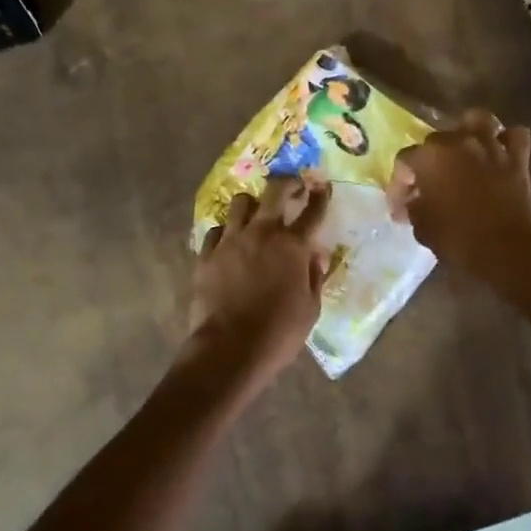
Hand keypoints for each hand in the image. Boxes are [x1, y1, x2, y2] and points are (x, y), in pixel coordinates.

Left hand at [190, 175, 330, 385]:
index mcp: (292, 246)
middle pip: (274, 192)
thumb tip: (315, 257)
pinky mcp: (207, 254)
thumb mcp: (310, 308)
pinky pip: (216, 230)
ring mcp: (231, 241)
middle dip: (286, 183)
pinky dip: (226, 232)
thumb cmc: (279, 332)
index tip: (323, 187)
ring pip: (240, 203)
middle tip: (291, 185)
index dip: (321, 196)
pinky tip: (229, 241)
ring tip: (255, 212)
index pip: (312, 211)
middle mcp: (262, 233)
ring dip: (252, 204)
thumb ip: (314, 277)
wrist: (230, 348)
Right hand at [390, 109, 530, 286]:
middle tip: (428, 187)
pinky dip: (507, 141)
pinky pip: (515, 137)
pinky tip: (499, 153)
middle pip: (436, 139)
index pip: (404, 161)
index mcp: (429, 157)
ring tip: (464, 150)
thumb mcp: (422, 226)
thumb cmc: (458, 239)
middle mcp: (458, 142)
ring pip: (478, 120)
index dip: (399, 184)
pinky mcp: (518, 160)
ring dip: (469, 131)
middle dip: (429, 161)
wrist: (507, 252)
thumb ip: (413, 207)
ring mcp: (490, 147)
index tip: (400, 208)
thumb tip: (412, 202)